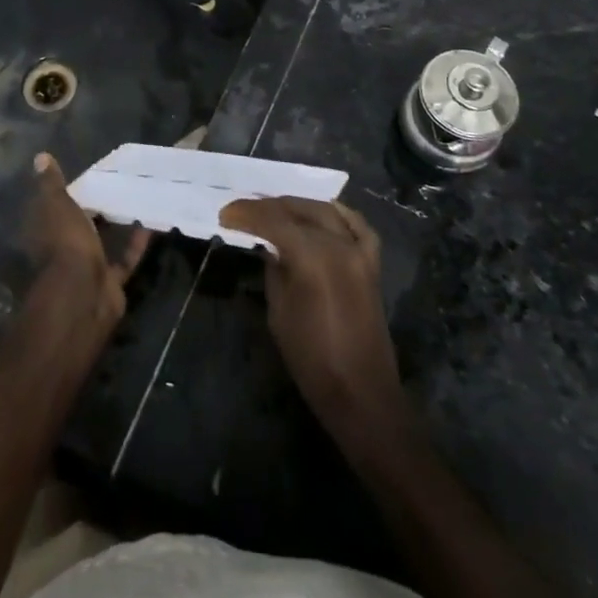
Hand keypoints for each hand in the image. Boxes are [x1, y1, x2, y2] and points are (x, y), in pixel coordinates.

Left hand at [22, 153, 149, 354]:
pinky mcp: (110, 281)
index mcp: (46, 231)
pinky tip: (152, 223)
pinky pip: (125, 258)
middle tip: (119, 184)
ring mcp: (87, 267)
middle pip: (80, 226)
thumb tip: (40, 156)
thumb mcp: (56, 205)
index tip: (90, 175)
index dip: (69, 192)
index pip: (55, 207)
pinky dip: (137, 243)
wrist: (83, 294)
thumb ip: (51, 184)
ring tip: (138, 199)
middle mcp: (64, 250)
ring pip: (103, 242)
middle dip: (96, 209)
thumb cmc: (65, 243)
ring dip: (118, 226)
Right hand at [218, 197, 406, 446]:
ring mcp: (359, 252)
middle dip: (269, 207)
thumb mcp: (279, 312)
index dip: (247, 214)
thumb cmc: (311, 358)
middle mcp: (338, 244)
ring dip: (298, 206)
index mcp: (312, 257)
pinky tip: (325, 211)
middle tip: (244, 210)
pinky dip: (339, 214)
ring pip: (326, 212)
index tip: (226, 214)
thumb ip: (274, 271)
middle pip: (299, 211)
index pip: (273, 221)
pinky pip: (357, 226)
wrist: (360, 391)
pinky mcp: (372, 264)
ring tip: (275, 208)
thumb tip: (269, 247)